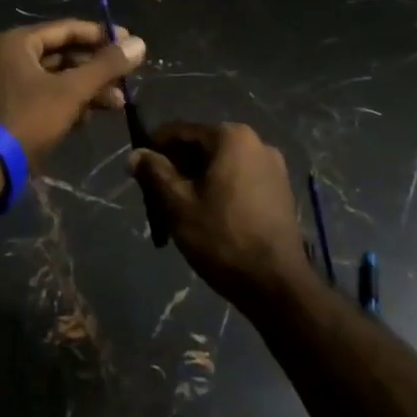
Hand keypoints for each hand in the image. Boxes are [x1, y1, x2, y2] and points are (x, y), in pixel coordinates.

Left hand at [0, 20, 145, 165]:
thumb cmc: (27, 118)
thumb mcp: (71, 90)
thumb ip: (105, 66)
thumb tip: (140, 43)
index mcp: (20, 42)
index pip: (69, 28)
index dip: (102, 35)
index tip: (132, 44)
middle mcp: (13, 57)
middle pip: (65, 54)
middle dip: (98, 68)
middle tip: (127, 80)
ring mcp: (11, 84)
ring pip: (58, 78)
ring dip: (88, 89)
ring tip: (118, 104)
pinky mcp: (13, 109)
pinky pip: (48, 97)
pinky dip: (70, 104)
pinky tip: (90, 118)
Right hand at [129, 122, 312, 307]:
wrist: (277, 284)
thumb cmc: (222, 238)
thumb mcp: (178, 204)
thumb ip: (154, 173)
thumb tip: (135, 154)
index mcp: (231, 137)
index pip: (181, 131)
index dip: (155, 146)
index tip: (138, 166)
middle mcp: (256, 142)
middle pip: (204, 146)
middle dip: (177, 164)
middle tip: (155, 190)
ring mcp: (273, 167)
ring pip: (222, 164)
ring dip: (198, 178)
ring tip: (179, 205)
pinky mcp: (281, 190)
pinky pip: (240, 178)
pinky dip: (220, 187)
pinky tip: (208, 213)